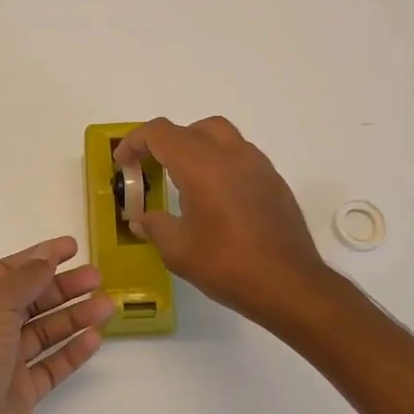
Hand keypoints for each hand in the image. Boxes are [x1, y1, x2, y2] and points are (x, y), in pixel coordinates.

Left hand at [0, 237, 113, 413]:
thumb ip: (24, 279)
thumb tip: (46, 257)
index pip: (12, 270)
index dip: (41, 256)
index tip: (73, 247)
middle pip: (33, 299)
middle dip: (65, 287)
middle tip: (98, 278)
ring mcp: (7, 361)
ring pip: (46, 331)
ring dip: (75, 316)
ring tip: (107, 306)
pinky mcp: (22, 391)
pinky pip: (52, 365)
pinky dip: (73, 351)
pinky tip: (94, 339)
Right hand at [115, 117, 338, 330]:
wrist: (290, 285)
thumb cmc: (228, 265)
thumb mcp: (178, 250)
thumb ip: (155, 226)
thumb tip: (141, 218)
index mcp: (201, 165)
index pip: (160, 133)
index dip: (135, 142)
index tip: (123, 162)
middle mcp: (231, 154)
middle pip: (191, 128)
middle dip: (166, 142)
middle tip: (153, 168)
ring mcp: (257, 165)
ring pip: (220, 136)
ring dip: (196, 148)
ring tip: (184, 182)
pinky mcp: (274, 180)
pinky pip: (240, 156)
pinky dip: (220, 163)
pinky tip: (215, 198)